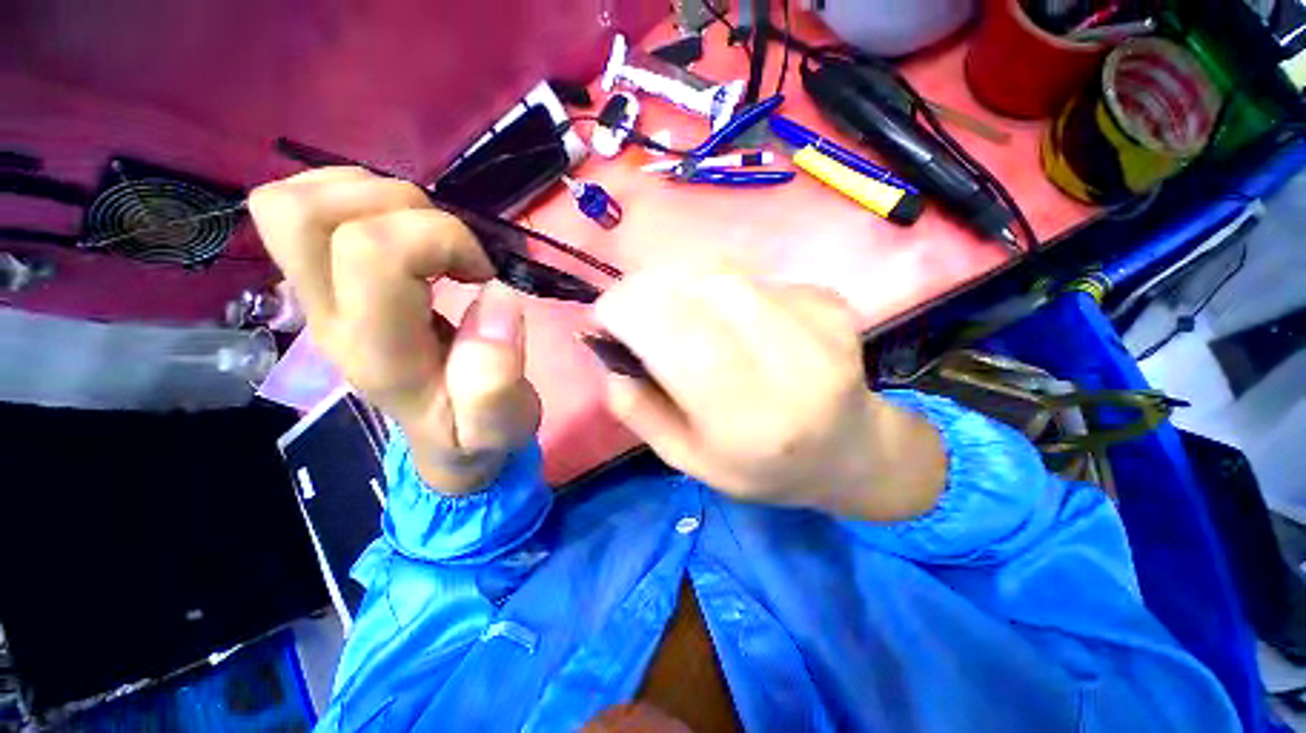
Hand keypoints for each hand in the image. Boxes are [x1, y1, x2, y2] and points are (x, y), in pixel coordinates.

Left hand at [249, 168, 539, 493]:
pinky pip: (294, 200)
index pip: (370, 250)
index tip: (476, 270)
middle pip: (304, 218)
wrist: (433, 434)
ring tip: (408, 228)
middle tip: (425, 232)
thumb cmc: (465, 428)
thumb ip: (495, 386)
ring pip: (297, 201)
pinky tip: (379, 215)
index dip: (437, 235)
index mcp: (372, 348)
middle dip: (383, 199)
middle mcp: (327, 312)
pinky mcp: (311, 270)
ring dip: (367, 190)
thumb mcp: (497, 429)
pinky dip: (341, 187)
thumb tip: (493, 297)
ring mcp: (311, 289)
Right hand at [594, 266, 945, 521]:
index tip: (604, 316)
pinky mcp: (829, 300)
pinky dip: (725, 286)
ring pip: (727, 271)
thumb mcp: (690, 462)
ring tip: (680, 311)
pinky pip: (755, 274)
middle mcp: (789, 362)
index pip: (677, 333)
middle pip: (702, 286)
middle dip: (650, 286)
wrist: (849, 451)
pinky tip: (736, 318)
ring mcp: (818, 324)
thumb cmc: (764, 468)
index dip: (627, 309)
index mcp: (749, 417)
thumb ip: (640, 410)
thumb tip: (604, 349)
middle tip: (635, 306)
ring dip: (683, 280)